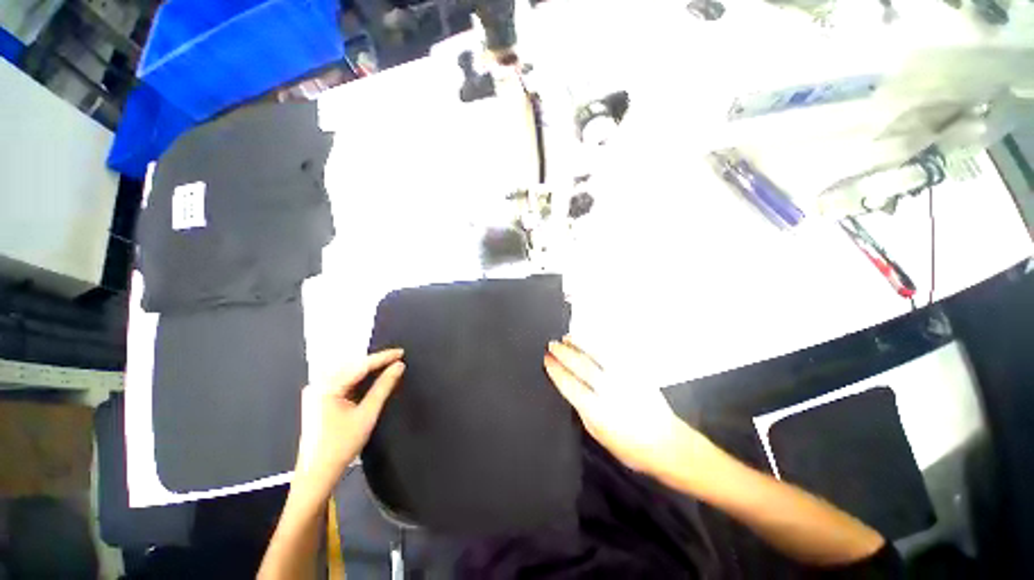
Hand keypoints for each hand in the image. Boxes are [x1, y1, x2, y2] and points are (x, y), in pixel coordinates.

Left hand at [295, 349, 404, 485]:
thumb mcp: (367, 414)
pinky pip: (342, 381)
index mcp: (326, 387)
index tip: (401, 352)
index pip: (360, 366)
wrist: (317, 474)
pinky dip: (359, 378)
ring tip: (388, 364)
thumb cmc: (341, 445)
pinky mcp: (319, 399)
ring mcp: (316, 392)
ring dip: (367, 368)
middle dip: (375, 361)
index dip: (383, 358)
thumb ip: (383, 387)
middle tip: (397, 357)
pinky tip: (371, 376)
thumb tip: (399, 366)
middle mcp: (318, 385)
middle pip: (352, 366)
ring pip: (347, 372)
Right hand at [544, 339, 711, 484]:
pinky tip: (591, 340)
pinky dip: (599, 344)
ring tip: (567, 337)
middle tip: (552, 344)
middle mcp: (611, 391)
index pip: (570, 385)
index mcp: (598, 412)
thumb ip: (582, 409)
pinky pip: (615, 352)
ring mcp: (625, 379)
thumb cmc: (630, 446)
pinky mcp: (636, 372)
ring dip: (580, 343)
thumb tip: (569, 387)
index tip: (547, 360)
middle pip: (582, 366)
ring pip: (597, 354)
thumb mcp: (598, 434)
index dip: (556, 370)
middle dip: (564, 353)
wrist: (668, 444)